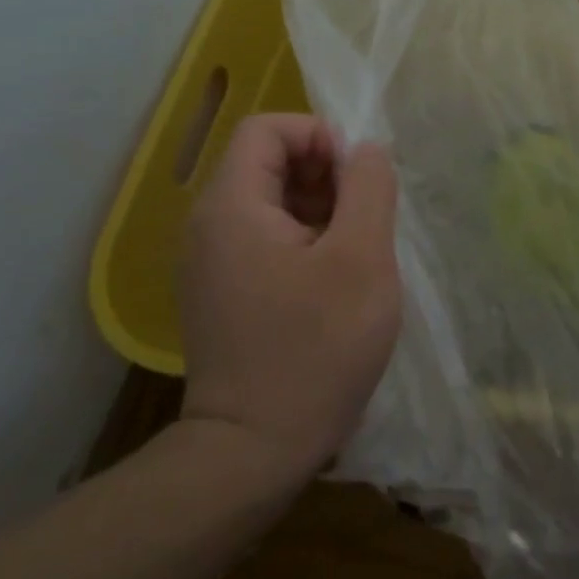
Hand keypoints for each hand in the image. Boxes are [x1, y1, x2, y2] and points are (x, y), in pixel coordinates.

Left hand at [179, 114, 400, 485]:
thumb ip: (368, 188)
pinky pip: (267, 240)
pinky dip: (307, 241)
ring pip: (272, 204)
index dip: (320, 136)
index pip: (268, 129)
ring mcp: (214, 263)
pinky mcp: (226, 294)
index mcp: (232, 206)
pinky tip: (337, 281)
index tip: (360, 178)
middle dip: (326, 176)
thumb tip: (366, 150)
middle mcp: (210, 226)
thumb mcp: (361, 258)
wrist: (255, 449)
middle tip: (368, 219)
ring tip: (359, 253)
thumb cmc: (316, 347)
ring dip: (322, 211)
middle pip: (269, 164)